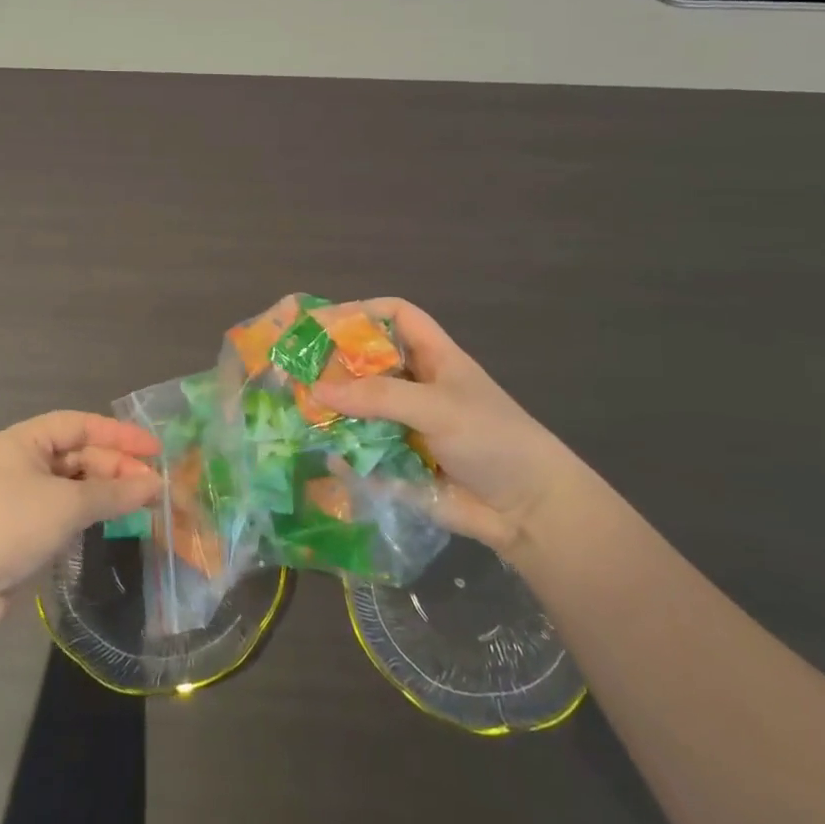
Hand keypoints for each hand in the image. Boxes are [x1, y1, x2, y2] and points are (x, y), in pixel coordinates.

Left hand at [0, 411, 162, 632]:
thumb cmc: (10, 526)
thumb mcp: (68, 504)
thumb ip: (115, 492)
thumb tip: (156, 484)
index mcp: (26, 439)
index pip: (82, 425)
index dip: (120, 435)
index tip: (156, 449)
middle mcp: (23, 460)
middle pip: (80, 454)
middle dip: (117, 467)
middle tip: (153, 486)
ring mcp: (21, 495)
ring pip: (74, 483)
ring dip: (106, 491)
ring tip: (142, 504)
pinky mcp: (22, 528)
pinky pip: (64, 509)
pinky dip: (89, 512)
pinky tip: (112, 521)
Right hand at [313, 299, 579, 553]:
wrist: (530, 511)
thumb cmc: (491, 439)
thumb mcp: (436, 407)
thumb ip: (376, 397)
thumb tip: (316, 391)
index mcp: (434, 357)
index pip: (396, 315)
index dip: (362, 311)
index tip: (323, 323)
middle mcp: (418, 386)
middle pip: (369, 362)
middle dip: (335, 364)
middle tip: (294, 369)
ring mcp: (409, 425)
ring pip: (362, 408)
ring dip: (334, 410)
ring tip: (295, 410)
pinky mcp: (403, 464)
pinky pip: (365, 451)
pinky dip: (345, 453)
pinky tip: (321, 455)